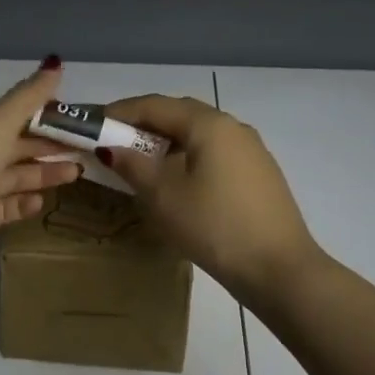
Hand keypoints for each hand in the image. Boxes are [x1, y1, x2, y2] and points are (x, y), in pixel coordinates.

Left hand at [0, 60, 82, 290]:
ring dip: (45, 173)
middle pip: (17, 146)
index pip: (14, 116)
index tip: (78, 118)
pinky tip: (44, 201)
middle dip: (50, 145)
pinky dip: (26, 202)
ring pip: (16, 176)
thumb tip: (55, 62)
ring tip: (77, 173)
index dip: (45, 114)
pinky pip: (8, 207)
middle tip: (88, 147)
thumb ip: (28, 97)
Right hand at [100, 95, 327, 303]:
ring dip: (166, 141)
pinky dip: (188, 157)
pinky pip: (214, 153)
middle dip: (143, 124)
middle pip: (179, 114)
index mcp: (208, 124)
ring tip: (140, 162)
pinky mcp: (259, 173)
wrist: (280, 270)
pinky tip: (177, 181)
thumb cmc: (214, 226)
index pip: (155, 105)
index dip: (120, 111)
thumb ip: (133, 166)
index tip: (93, 123)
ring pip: (198, 134)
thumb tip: (111, 148)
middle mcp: (232, 126)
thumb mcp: (163, 197)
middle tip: (113, 141)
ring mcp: (250, 150)